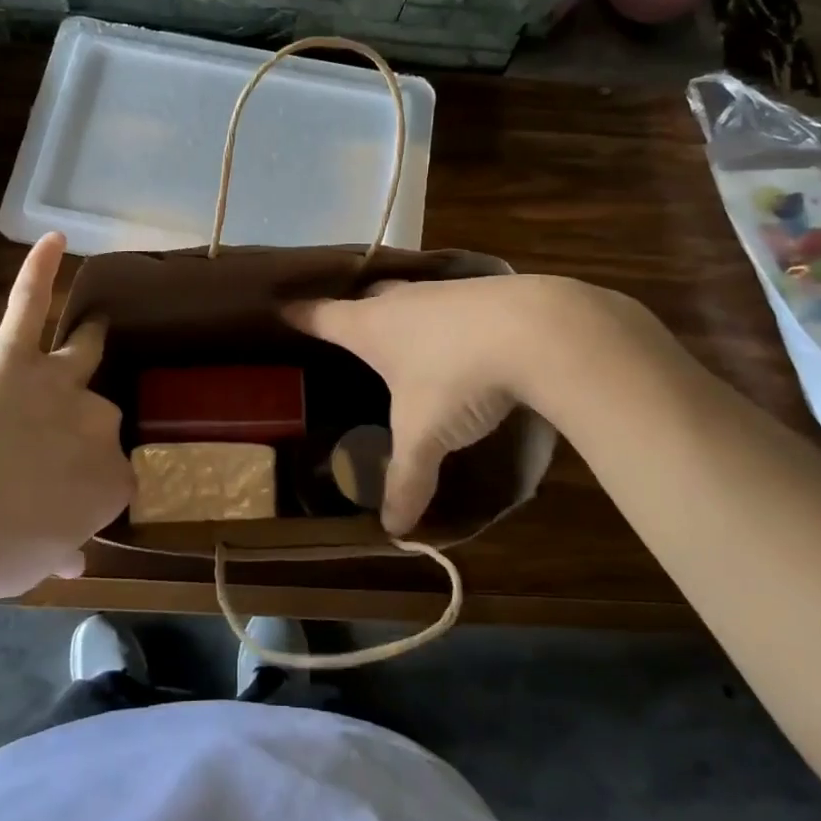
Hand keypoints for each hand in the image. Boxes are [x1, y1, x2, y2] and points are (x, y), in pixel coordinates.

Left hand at [0, 232, 131, 597]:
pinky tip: (54, 240)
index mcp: (107, 480)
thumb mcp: (30, 568)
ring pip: (81, 355)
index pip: (116, 478)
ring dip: (89, 341)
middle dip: (81, 431)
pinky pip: (28, 305)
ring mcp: (57, 382)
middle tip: (47, 452)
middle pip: (102, 417)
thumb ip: (59, 554)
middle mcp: (96, 422)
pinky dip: (39, 271)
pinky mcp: (13, 354)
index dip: (92, 487)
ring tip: (97, 328)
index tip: (70, 500)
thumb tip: (75, 561)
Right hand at [286, 275, 653, 533]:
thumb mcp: (425, 436)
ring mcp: (445, 292)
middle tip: (345, 323)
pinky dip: (445, 317)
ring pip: (410, 297)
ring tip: (401, 330)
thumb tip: (394, 529)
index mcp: (371, 327)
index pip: (322, 316)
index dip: (300, 315)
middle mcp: (402, 301)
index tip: (281, 309)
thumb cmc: (457, 377)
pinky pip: (450, 302)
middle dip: (352, 309)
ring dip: (401, 310)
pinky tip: (459, 336)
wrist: (538, 330)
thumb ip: (406, 480)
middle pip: (365, 297)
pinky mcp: (486, 291)